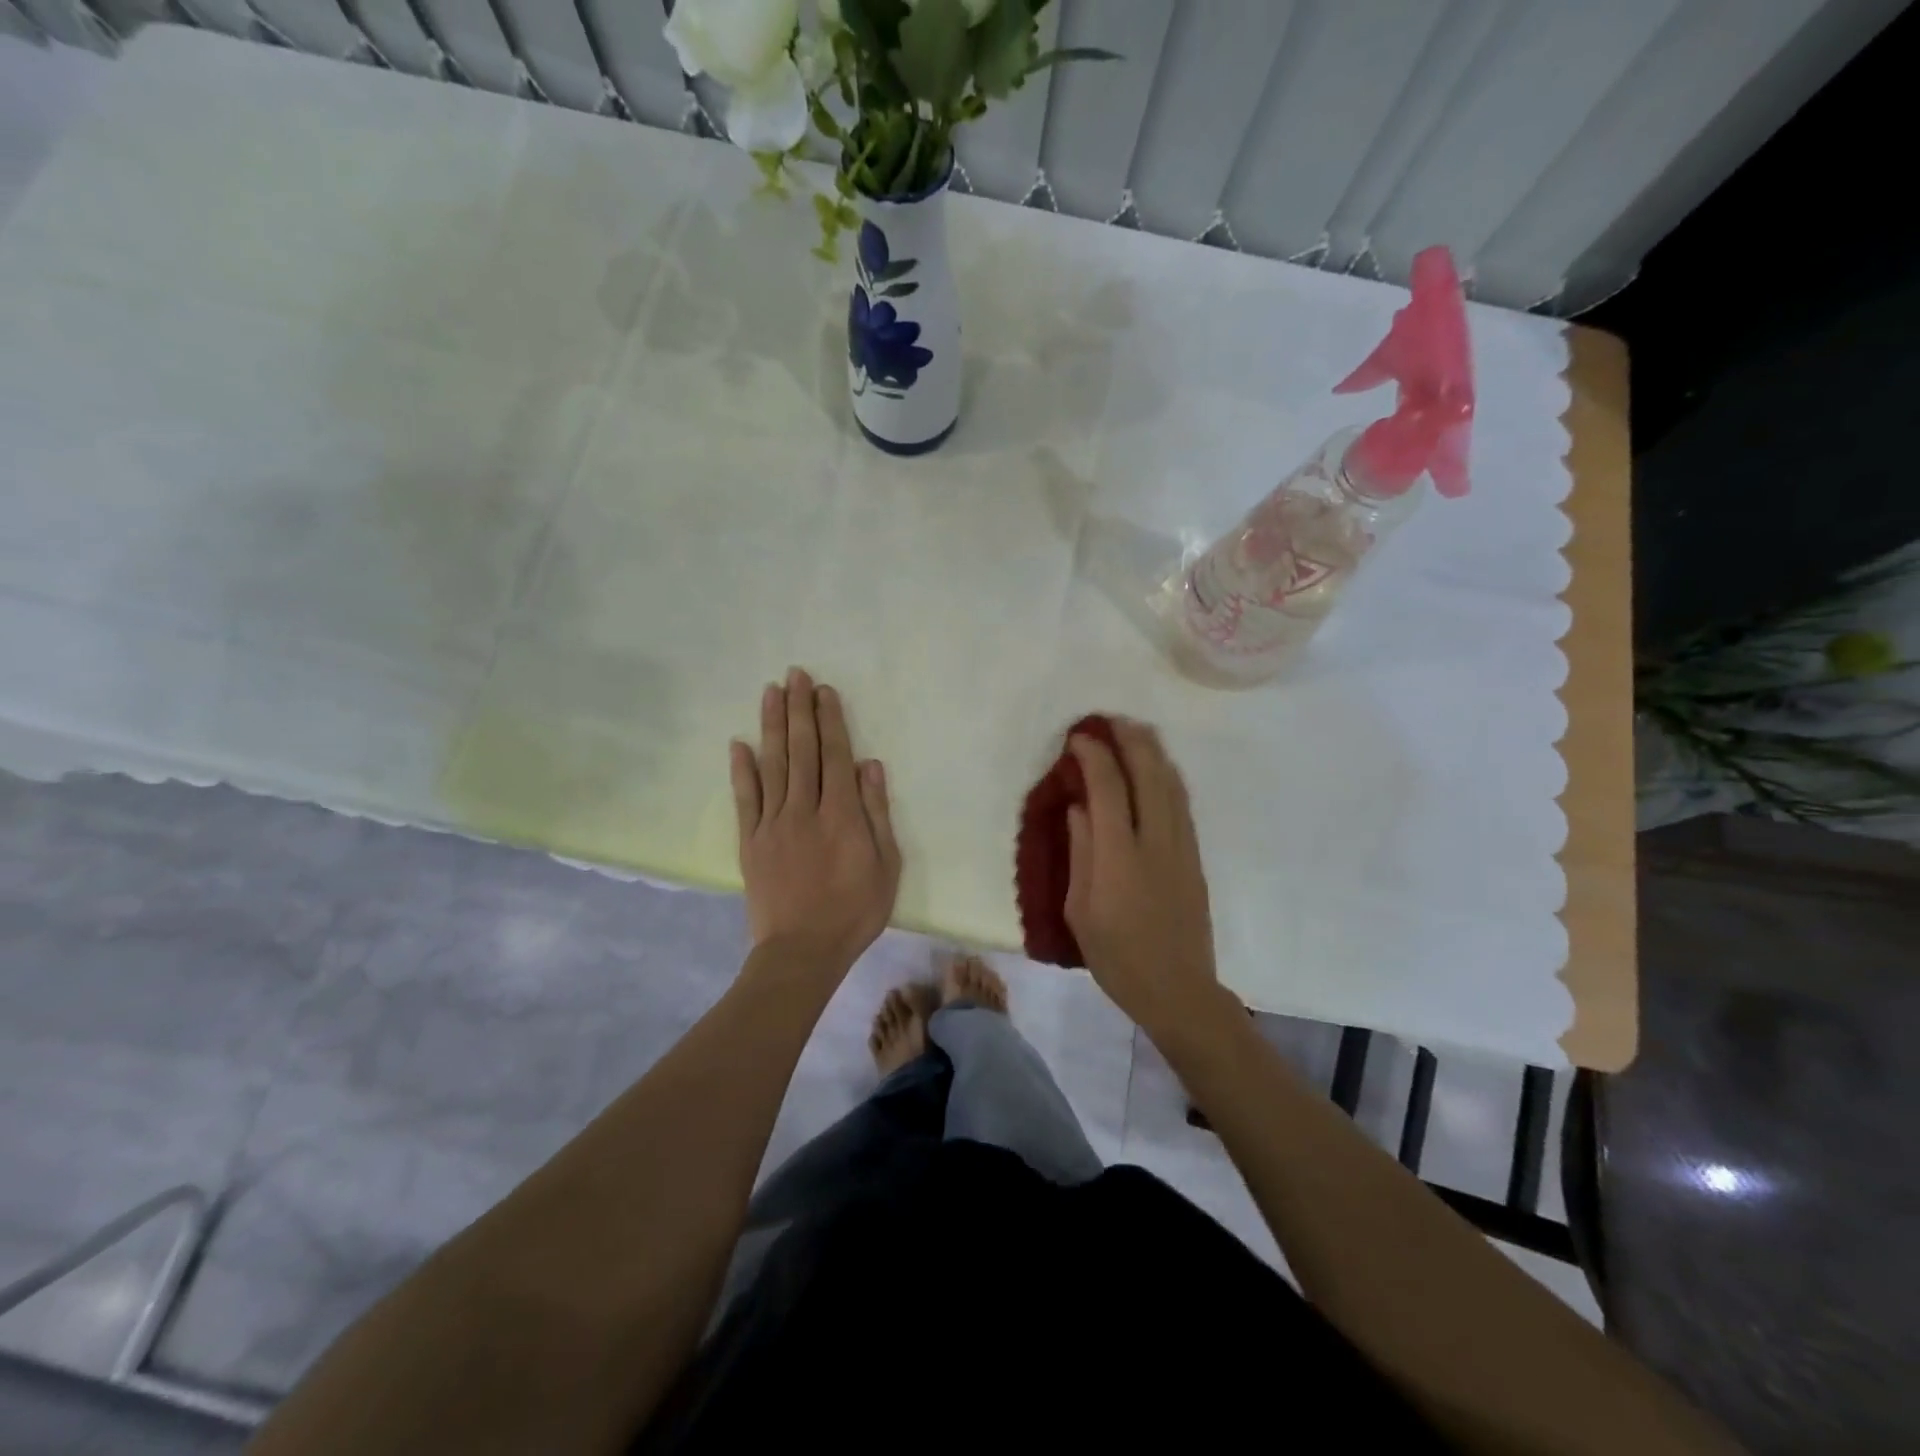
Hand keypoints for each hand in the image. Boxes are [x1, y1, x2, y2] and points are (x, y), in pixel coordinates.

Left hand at [730, 669, 900, 974]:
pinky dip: (742, 770)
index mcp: (841, 814)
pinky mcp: (750, 842)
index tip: (824, 691)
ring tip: (771, 692)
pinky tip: (739, 743)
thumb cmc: (854, 911)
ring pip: (772, 765)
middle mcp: (804, 809)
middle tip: (796, 675)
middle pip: (802, 751)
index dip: (830, 720)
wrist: (801, 952)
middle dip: (800, 710)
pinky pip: (745, 799)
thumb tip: (869, 764)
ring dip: (772, 726)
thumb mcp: (886, 866)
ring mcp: (773, 824)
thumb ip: (876, 812)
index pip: (835, 755)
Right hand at [1065, 719, 1223, 1034]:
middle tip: (1111, 721)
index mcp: (1119, 856)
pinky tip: (1159, 768)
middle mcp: (1155, 842)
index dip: (1094, 757)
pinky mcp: (1195, 857)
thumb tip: (1080, 808)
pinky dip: (1168, 776)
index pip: (1108, 789)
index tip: (1079, 738)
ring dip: (1153, 752)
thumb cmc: (1117, 956)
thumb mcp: (1080, 909)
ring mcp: (1181, 848)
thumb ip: (1081, 852)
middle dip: (1130, 741)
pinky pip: (1182, 804)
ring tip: (1136, 732)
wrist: (1178, 989)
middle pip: (1149, 775)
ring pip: (1171, 785)